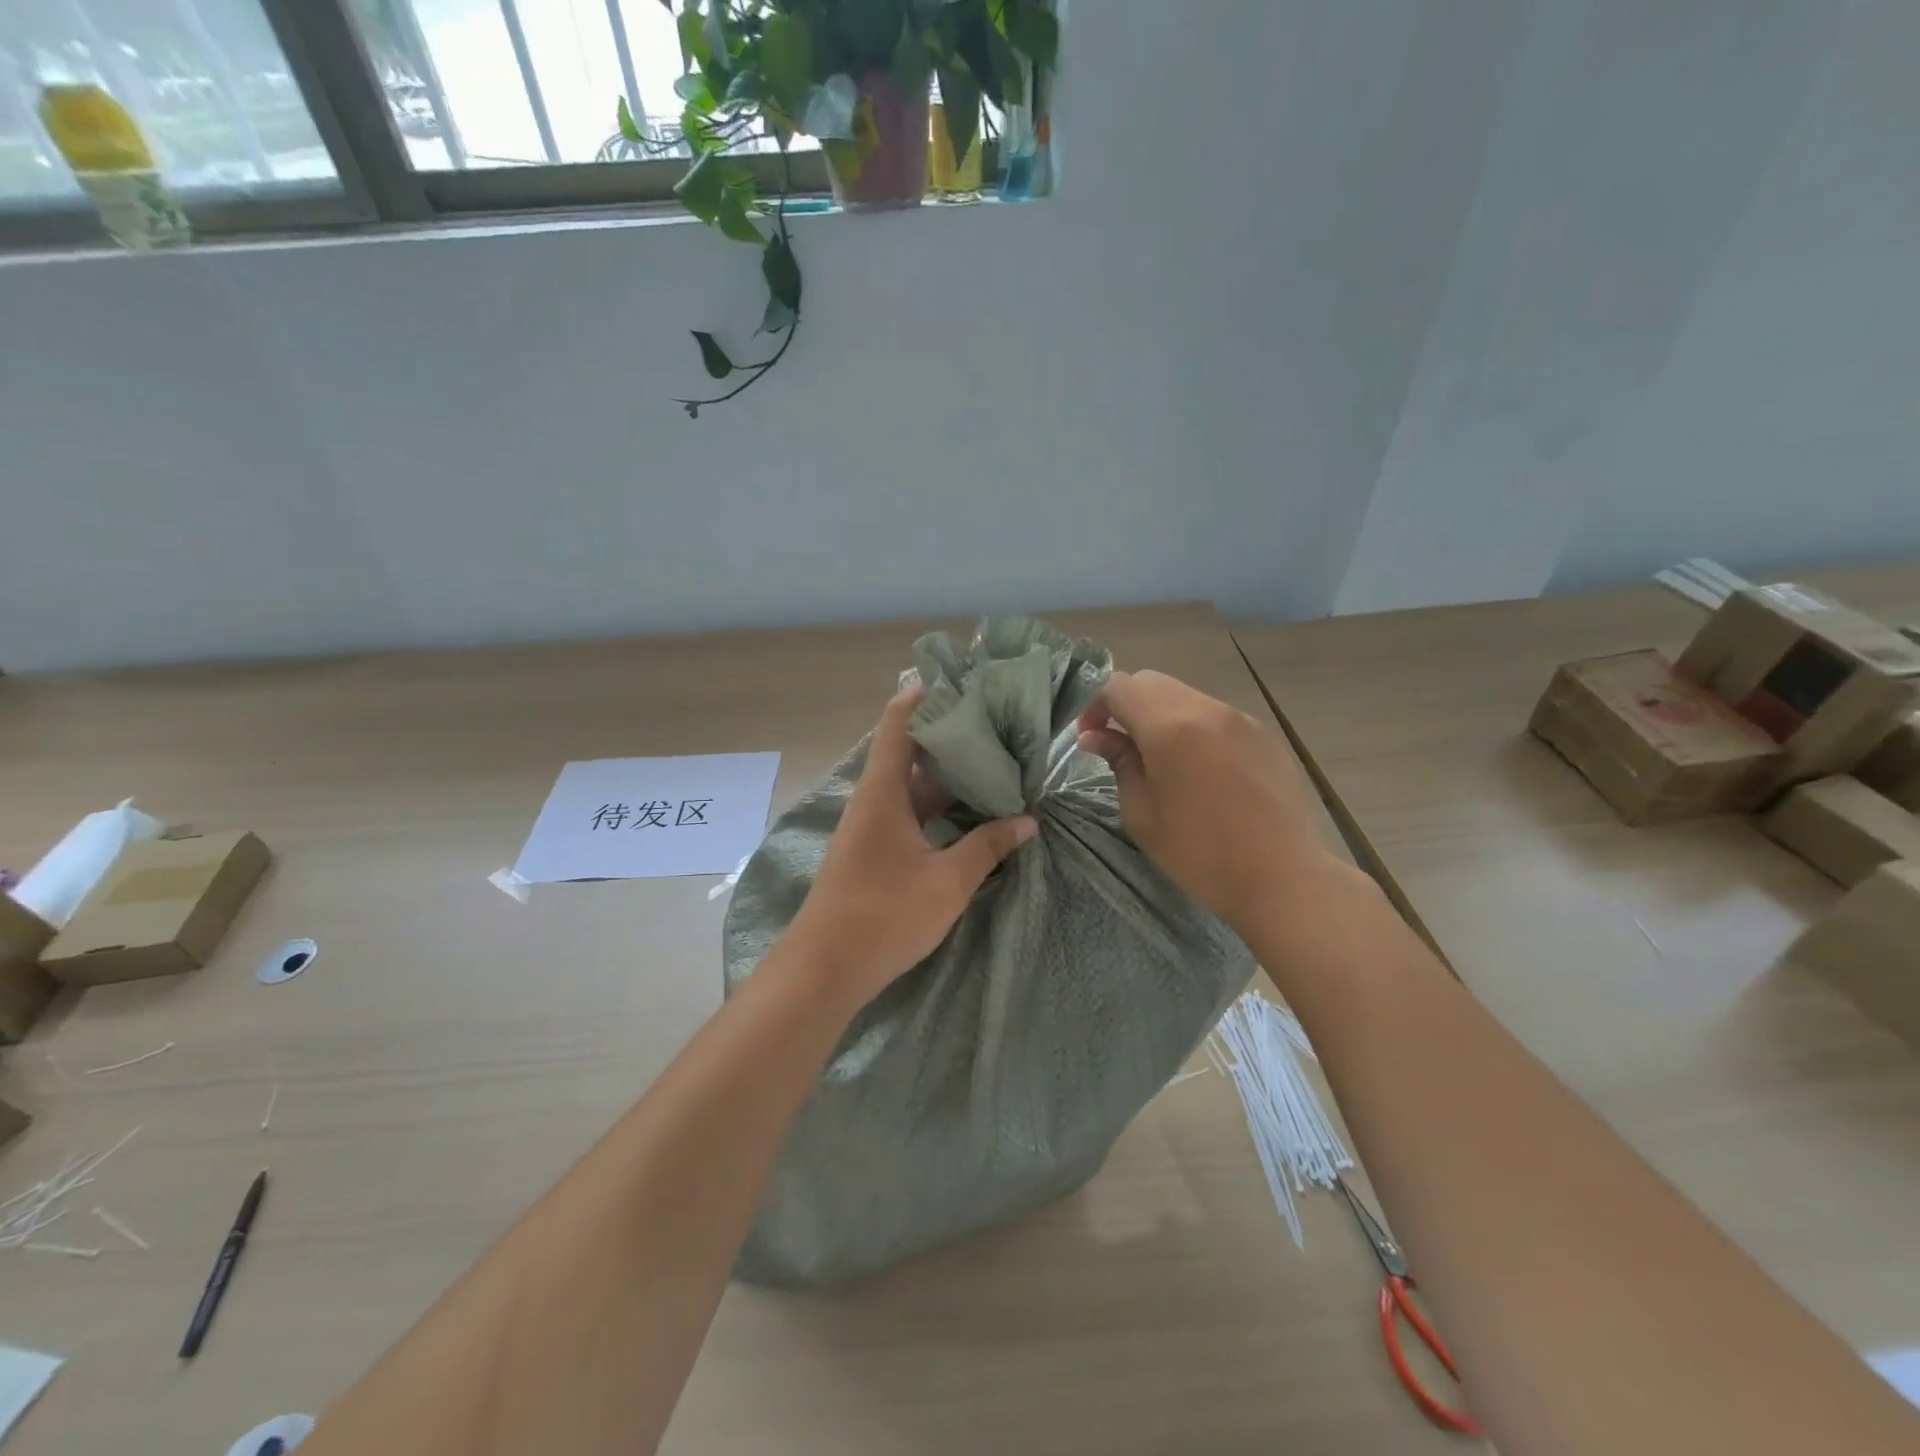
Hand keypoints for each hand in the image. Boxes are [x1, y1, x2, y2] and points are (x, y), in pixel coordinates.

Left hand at [787, 686, 1037, 1005]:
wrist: (824, 969)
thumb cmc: (884, 915)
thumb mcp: (947, 881)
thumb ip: (988, 847)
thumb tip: (1027, 821)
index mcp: (883, 791)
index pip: (897, 722)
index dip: (924, 694)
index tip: (961, 679)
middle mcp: (874, 799)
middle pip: (909, 750)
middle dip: (949, 734)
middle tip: (996, 723)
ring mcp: (871, 826)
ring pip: (912, 785)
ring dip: (947, 774)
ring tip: (994, 761)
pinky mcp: (874, 850)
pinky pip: (909, 812)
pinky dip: (938, 805)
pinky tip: (970, 811)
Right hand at [1077, 670, 1342, 925]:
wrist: (1283, 877)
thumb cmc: (1201, 854)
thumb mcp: (1142, 814)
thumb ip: (1119, 763)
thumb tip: (1096, 736)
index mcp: (1169, 727)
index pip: (1118, 686)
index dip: (1095, 704)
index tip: (1090, 736)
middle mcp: (1205, 709)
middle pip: (1151, 682)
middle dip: (1125, 704)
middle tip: (1117, 744)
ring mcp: (1239, 718)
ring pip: (1184, 696)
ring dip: (1159, 716)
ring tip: (1158, 759)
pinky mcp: (1262, 734)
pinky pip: (1213, 715)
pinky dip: (1192, 727)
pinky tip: (1198, 769)